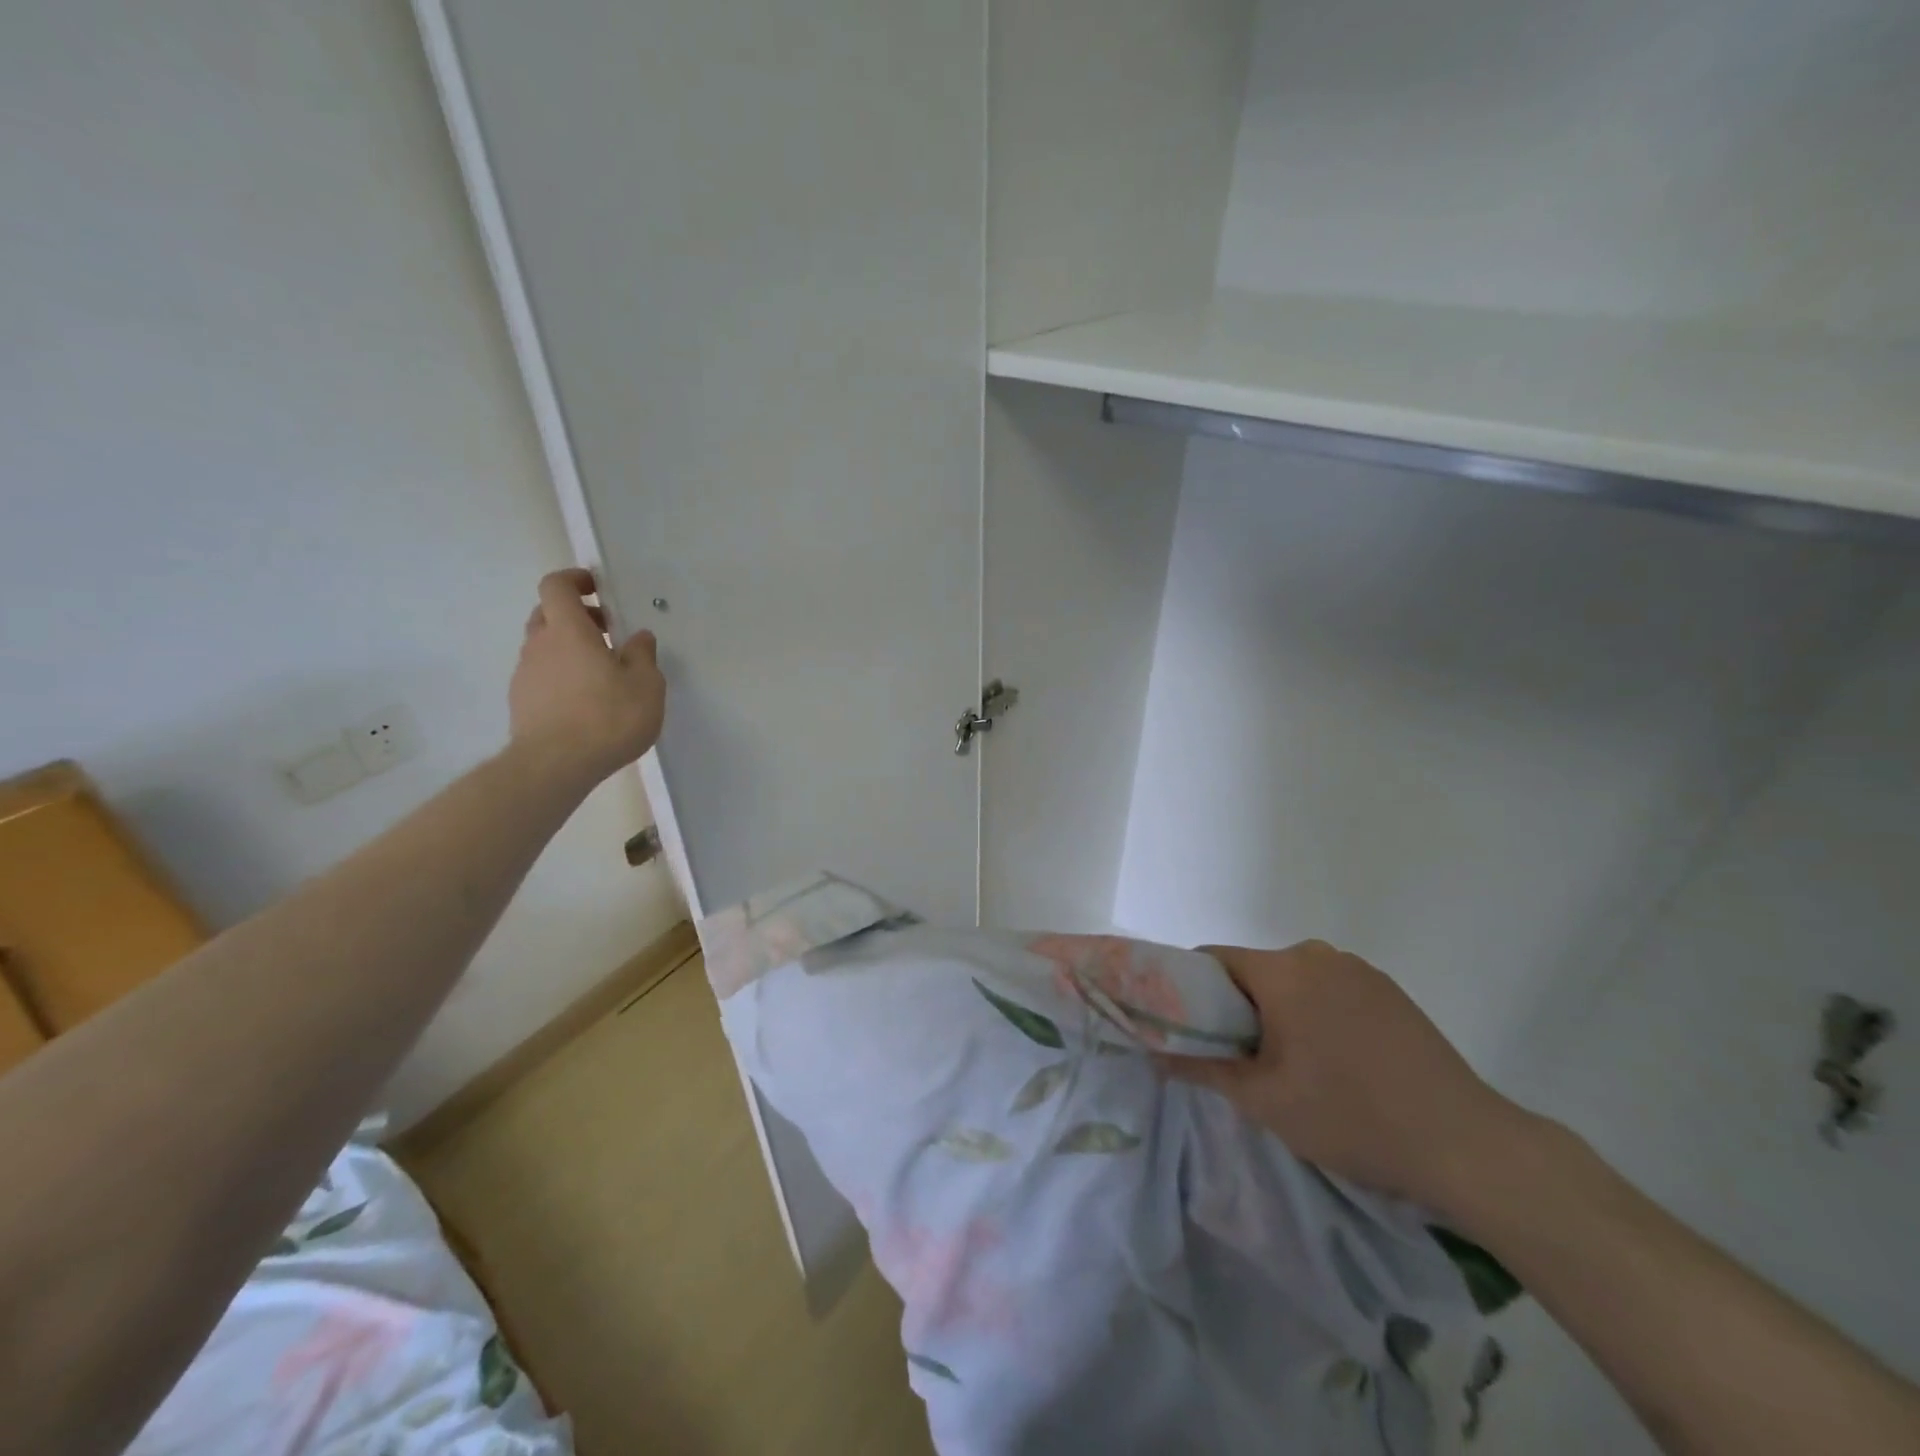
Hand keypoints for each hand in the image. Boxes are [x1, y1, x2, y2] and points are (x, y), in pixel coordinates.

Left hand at [507, 569, 665, 789]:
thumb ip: (643, 656)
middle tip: (607, 632)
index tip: (597, 588)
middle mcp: (539, 645)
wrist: (555, 766)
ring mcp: (525, 675)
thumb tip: (639, 638)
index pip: (556, 586)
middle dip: (576, 616)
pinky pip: (542, 675)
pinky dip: (561, 675)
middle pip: (548, 614)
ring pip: (544, 646)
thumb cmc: (607, 717)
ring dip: (569, 648)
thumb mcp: (646, 685)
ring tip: (602, 673)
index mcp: (568, 631)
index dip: (574, 580)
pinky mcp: (521, 703)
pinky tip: (586, 701)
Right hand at [1158, 940, 1528, 1216]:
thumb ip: (1202, 1067)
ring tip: (1293, 1067)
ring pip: (1293, 981)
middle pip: (1254, 971)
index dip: (1191, 991)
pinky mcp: (1389, 990)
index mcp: (1283, 970)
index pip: (1213, 961)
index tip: (1192, 1029)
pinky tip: (1338, 1061)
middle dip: (1238, 1008)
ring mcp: (1359, 970)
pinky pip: (1330, 990)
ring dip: (1280, 1013)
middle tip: (1242, 1060)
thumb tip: (1154, 1056)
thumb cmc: (1351, 1116)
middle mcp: (1318, 954)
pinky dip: (1317, 1014)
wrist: (1466, 1145)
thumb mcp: (1264, 1099)